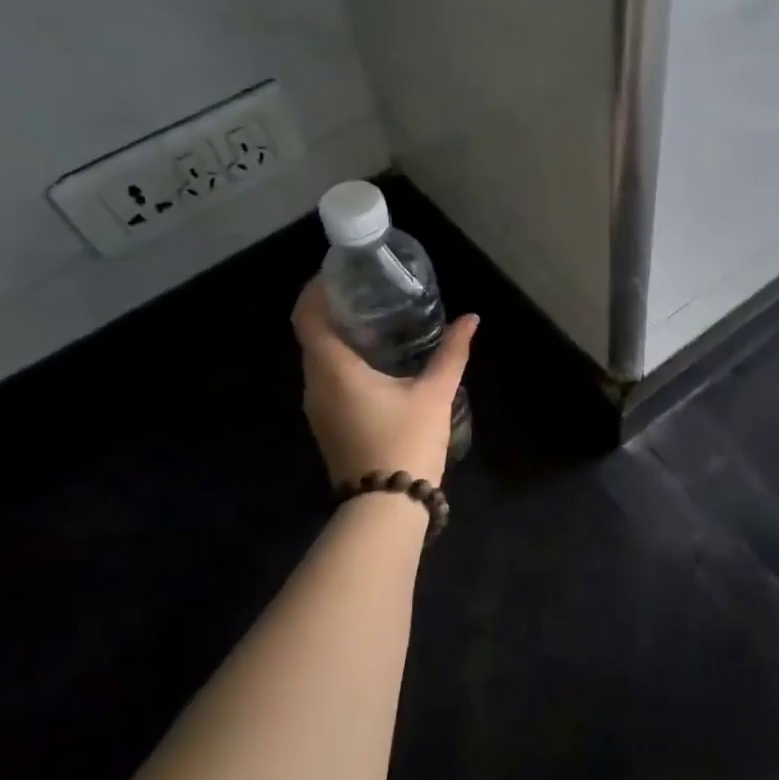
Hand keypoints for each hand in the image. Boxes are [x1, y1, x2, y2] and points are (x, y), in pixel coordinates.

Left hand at [292, 279, 475, 487]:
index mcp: (334, 370)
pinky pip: (326, 379)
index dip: (316, 290)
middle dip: (333, 309)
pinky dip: (342, 360)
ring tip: (376, 321)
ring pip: (319, 359)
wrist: (387, 506)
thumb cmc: (407, 442)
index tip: (341, 273)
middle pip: (311, 335)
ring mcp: (317, 408)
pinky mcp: (326, 424)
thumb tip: (471, 319)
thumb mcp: (435, 394)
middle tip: (369, 292)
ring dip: (338, 336)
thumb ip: (451, 353)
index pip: (307, 317)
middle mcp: (315, 385)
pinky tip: (375, 361)